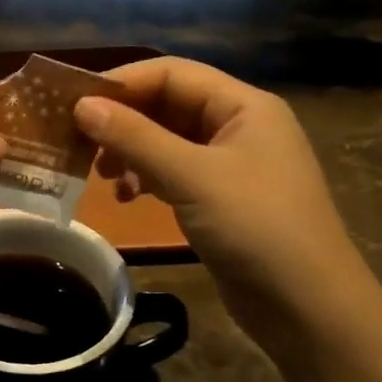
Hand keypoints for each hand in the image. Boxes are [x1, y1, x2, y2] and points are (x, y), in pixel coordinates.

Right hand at [73, 58, 371, 334]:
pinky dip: (145, 179)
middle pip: (168, 105)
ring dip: (130, 151)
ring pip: (167, 141)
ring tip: (100, 174)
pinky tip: (126, 197)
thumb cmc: (255, 227)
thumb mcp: (191, 176)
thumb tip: (82, 105)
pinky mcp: (221, 199)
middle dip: (123, 121)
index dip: (123, 83)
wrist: (307, 307)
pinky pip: (173, 173)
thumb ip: (135, 137)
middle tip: (79, 142)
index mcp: (244, 106)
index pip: (173, 74)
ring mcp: (231, 165)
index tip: (74, 103)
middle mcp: (239, 127)